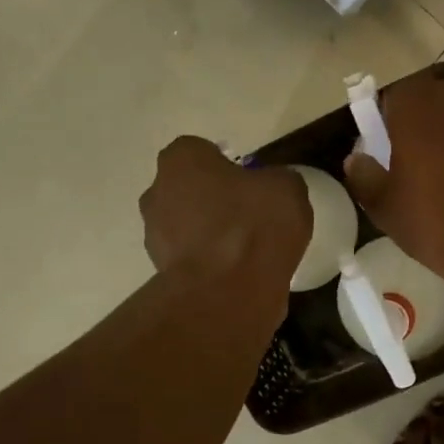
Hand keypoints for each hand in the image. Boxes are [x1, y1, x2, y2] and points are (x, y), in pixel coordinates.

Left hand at [140, 137, 311, 286]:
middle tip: (247, 214)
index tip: (249, 182)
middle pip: (187, 188)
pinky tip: (237, 273)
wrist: (228, 292)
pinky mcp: (162, 272)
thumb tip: (270, 188)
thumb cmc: (254, 225)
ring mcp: (155, 235)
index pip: (200, 151)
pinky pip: (191, 257)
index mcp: (182, 160)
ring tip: (245, 249)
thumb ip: (276, 180)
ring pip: (185, 225)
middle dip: (211, 198)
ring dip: (208, 232)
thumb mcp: (287, 189)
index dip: (226, 164)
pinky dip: (208, 262)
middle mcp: (158, 192)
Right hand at [344, 64, 443, 292]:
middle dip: (423, 115)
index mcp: (418, 101)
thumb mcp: (385, 208)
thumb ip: (364, 176)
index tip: (386, 149)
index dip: (387, 121)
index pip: (392, 96)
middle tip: (416, 154)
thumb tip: (357, 160)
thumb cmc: (438, 221)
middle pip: (433, 92)